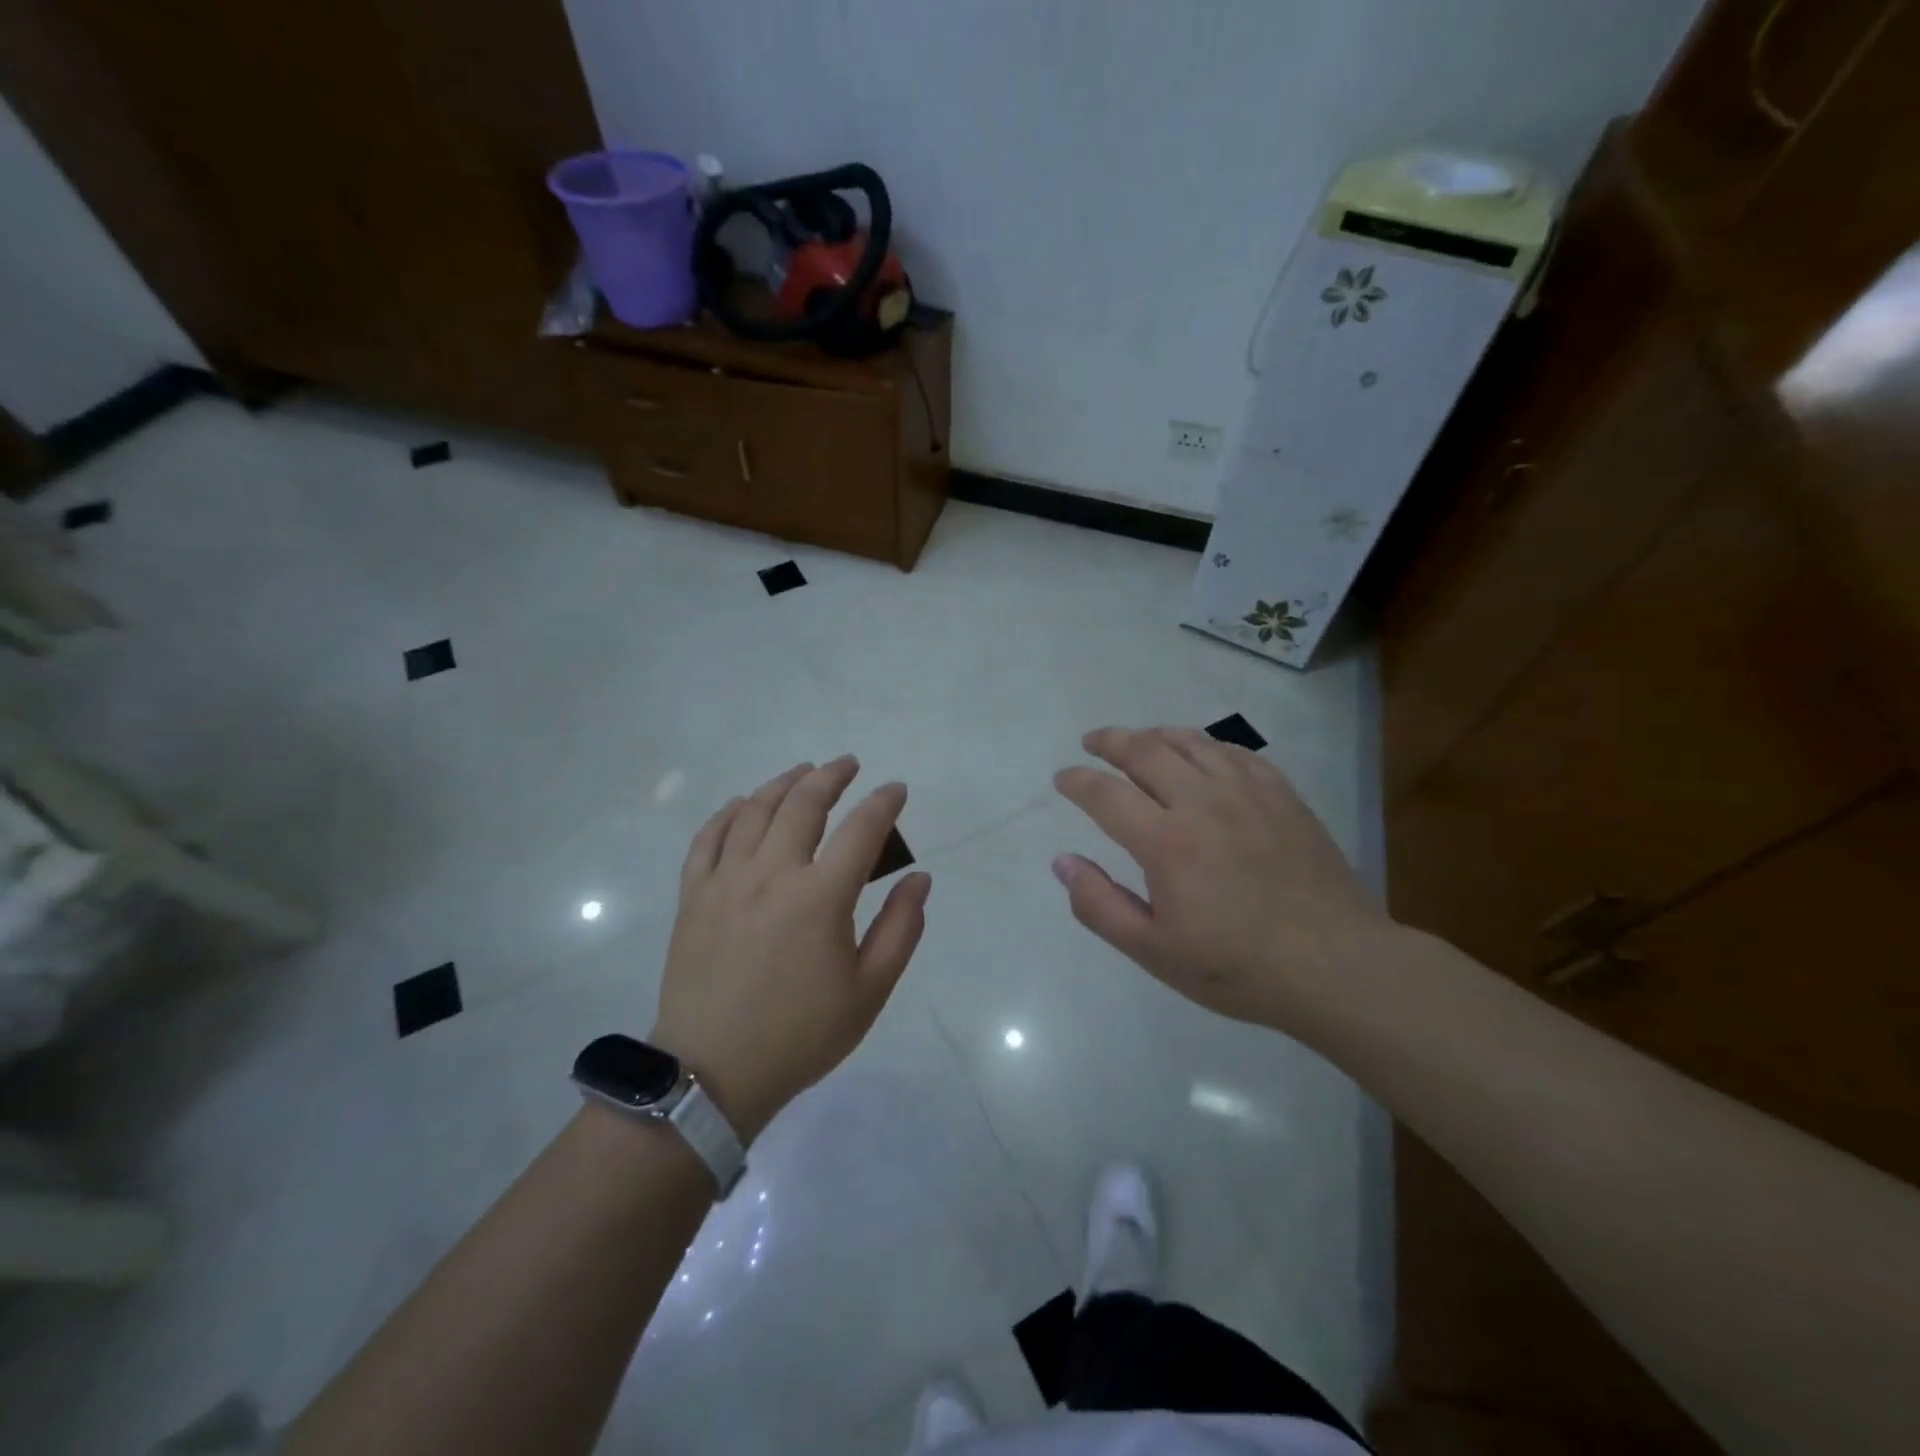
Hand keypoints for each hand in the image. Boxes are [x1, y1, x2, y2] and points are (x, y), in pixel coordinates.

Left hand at [651, 757, 931, 1140]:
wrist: (712, 1073)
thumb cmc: (801, 1034)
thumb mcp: (869, 991)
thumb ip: (901, 929)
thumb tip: (919, 878)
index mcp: (820, 898)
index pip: (861, 830)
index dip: (883, 802)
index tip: (896, 790)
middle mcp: (771, 874)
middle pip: (803, 803)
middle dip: (831, 776)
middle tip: (849, 765)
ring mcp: (725, 881)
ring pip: (755, 811)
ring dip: (784, 783)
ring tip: (803, 772)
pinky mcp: (694, 896)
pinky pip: (708, 837)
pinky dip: (729, 812)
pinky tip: (744, 804)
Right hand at [1053, 726, 1395, 1031]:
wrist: (1337, 967)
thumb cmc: (1237, 967)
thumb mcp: (1154, 951)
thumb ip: (1100, 905)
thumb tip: (1062, 862)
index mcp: (1166, 842)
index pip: (1105, 794)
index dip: (1077, 781)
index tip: (1063, 778)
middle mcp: (1203, 802)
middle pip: (1145, 751)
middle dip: (1110, 741)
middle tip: (1092, 742)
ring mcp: (1248, 793)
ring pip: (1192, 743)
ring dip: (1155, 735)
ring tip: (1138, 738)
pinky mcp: (1283, 796)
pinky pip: (1236, 753)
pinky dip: (1206, 745)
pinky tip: (1201, 754)